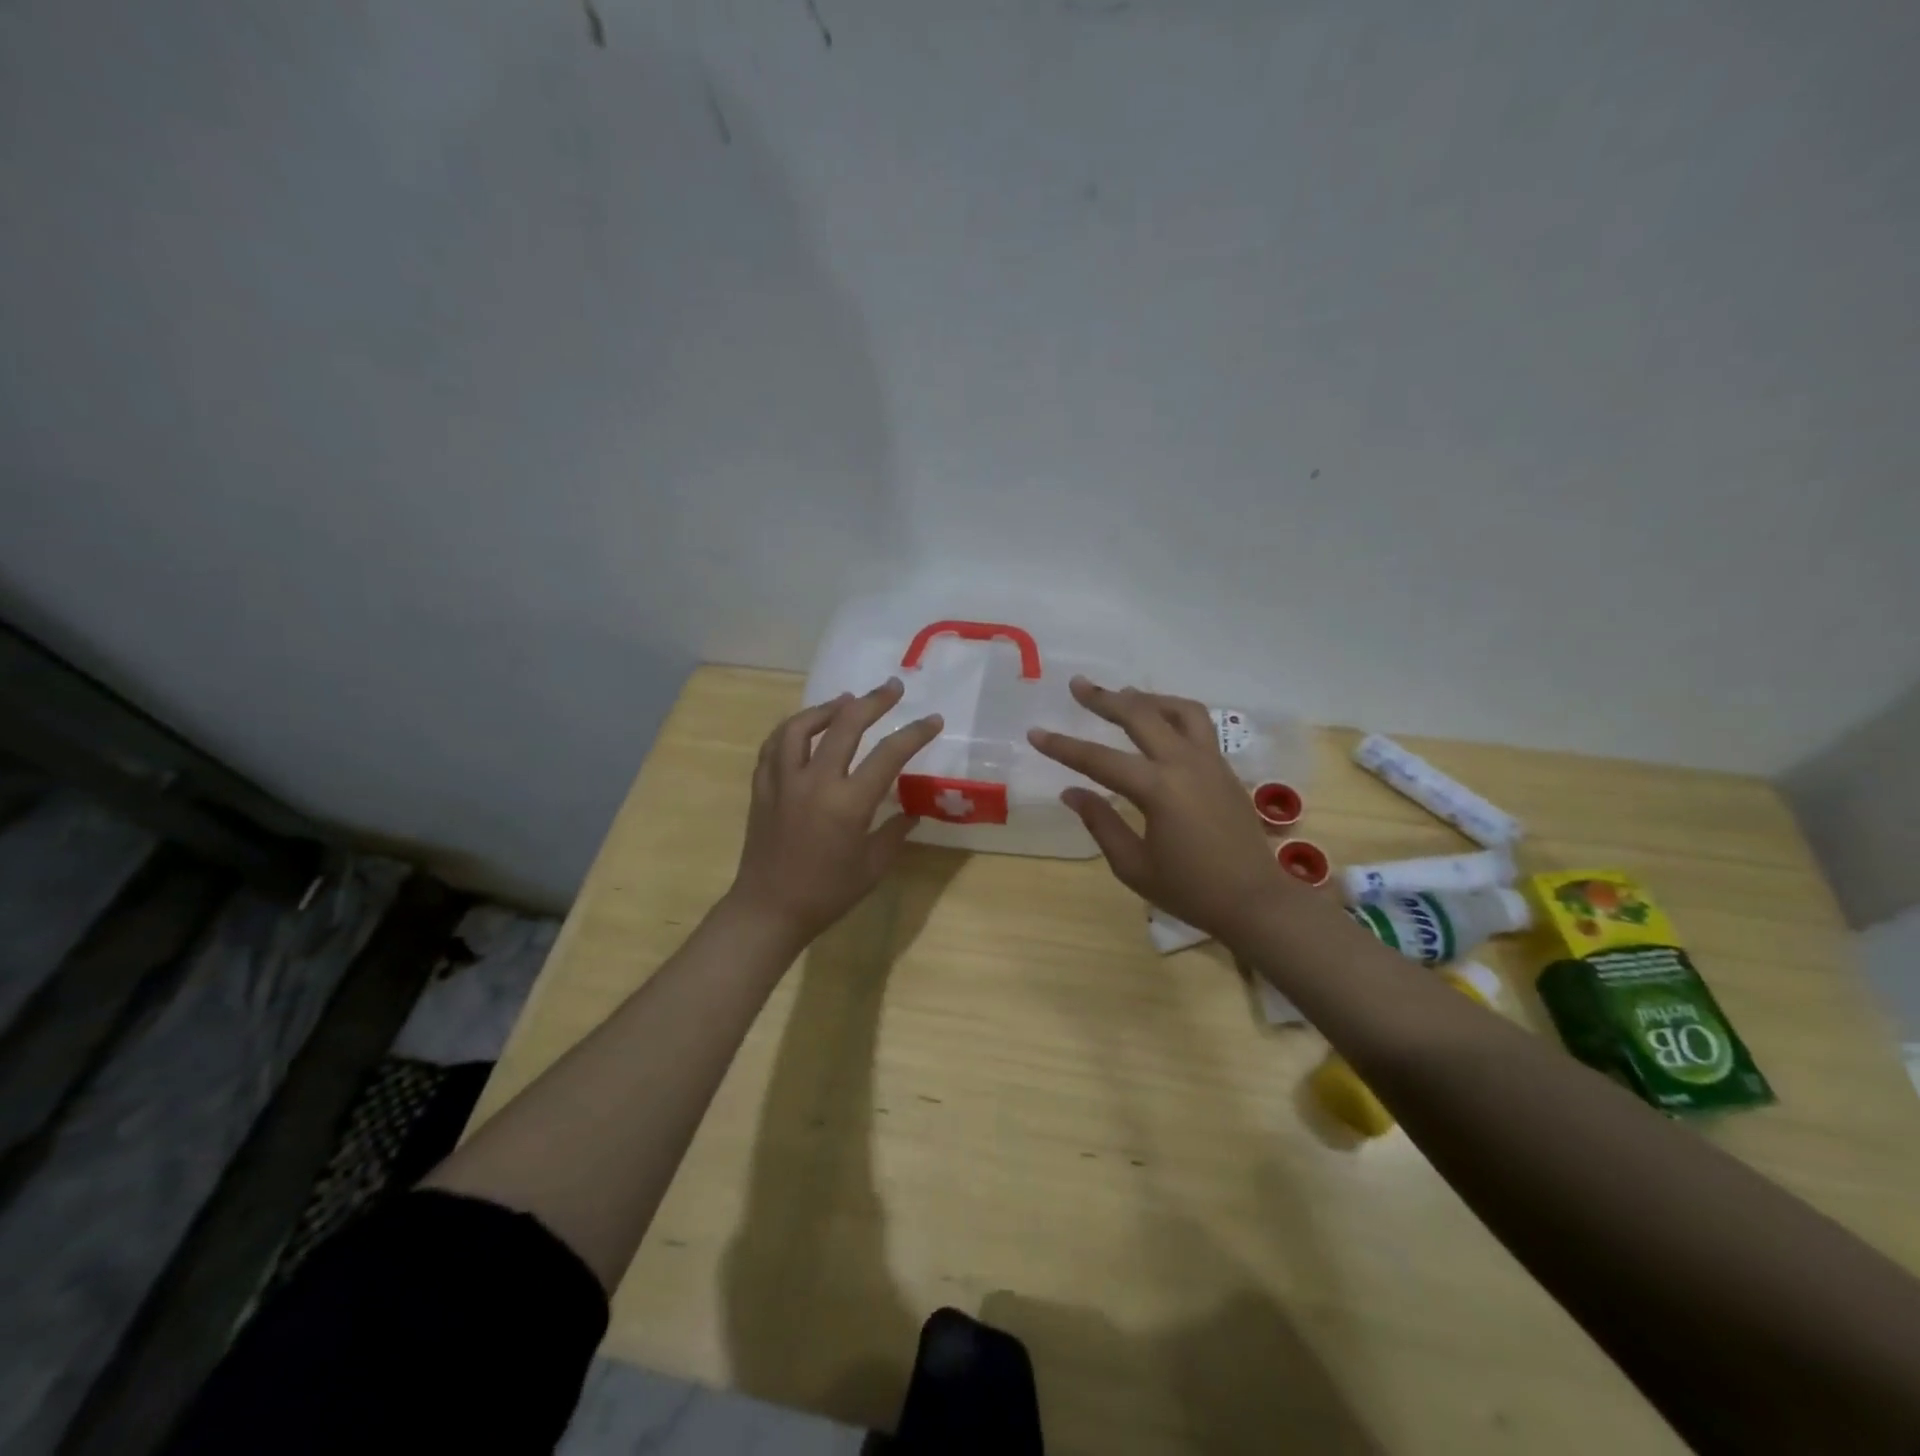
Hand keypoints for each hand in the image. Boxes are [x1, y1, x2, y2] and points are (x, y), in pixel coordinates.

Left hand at [726, 677, 942, 950]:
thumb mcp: (873, 866)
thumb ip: (895, 832)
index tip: (933, 720)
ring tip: (847, 701)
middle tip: (893, 688)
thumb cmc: (827, 893)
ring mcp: (784, 780)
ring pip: (802, 726)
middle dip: (874, 701)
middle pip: (846, 724)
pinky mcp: (763, 786)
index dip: (915, 733)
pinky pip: (775, 744)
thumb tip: (911, 811)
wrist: (769, 909)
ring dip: (828, 707)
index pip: (889, 754)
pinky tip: (806, 728)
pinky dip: (793, 728)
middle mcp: (815, 781)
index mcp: (849, 803)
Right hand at [1028, 677, 1295, 944]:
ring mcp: (1210, 762)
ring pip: (1178, 710)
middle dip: (1104, 699)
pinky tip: (1159, 722)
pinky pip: (1198, 725)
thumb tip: (1071, 792)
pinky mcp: (1225, 769)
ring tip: (1122, 695)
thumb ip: (1101, 823)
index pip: (1099, 760)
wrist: (1255, 901)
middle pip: (1140, 716)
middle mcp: (1185, 764)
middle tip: (1078, 685)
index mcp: (1158, 789)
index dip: (1063, 746)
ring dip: (1146, 699)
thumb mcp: (1133, 865)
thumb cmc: (1190, 890)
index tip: (1035, 733)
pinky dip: (1172, 713)